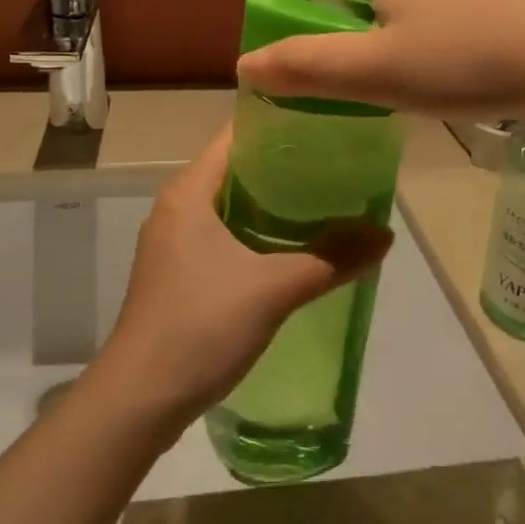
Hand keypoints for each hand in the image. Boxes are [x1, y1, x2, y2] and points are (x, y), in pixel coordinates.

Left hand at [87, 129, 392, 432]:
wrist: (139, 400)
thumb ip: (330, 259)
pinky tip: (294, 250)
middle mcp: (177, 209)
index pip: (234, 136)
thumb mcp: (273, 289)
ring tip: (326, 203)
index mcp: (189, 193)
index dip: (278, 124)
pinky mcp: (179, 277)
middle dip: (285, 167)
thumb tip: (385, 235)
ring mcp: (175, 245)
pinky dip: (259, 236)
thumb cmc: (199, 327)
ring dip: (274, 206)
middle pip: (236, 170)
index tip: (325, 124)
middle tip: (338, 165)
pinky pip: (225, 239)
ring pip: (232, 207)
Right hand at [236, 0, 524, 120]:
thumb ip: (305, 68)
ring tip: (385, 55)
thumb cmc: (464, 63)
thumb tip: (247, 65)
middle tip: (328, 51)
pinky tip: (441, 48)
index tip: (272, 17)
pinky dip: (417, 9)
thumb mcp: (375, 74)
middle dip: (325, 1)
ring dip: (374, 6)